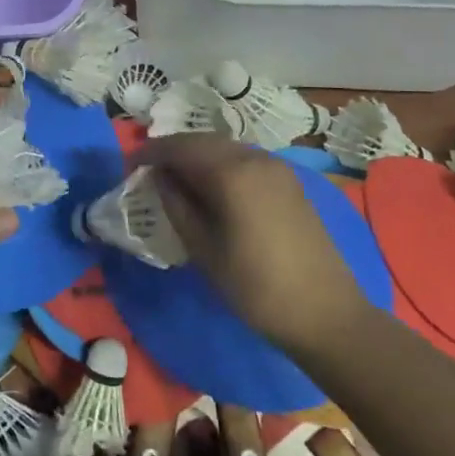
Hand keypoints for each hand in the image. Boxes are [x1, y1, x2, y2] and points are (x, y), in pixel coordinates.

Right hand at [135, 133, 367, 354]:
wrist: (326, 314)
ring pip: (225, 148)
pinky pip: (244, 160)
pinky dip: (220, 165)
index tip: (128, 166)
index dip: (150, 153)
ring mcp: (277, 168)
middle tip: (148, 171)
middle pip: (203, 141)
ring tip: (175, 179)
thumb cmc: (255, 286)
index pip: (179, 147)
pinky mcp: (289, 182)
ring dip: (196, 156)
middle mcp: (254, 158)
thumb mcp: (203, 249)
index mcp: (231, 172)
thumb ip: (176, 205)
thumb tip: (159, 178)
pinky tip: (210, 187)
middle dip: (173, 151)